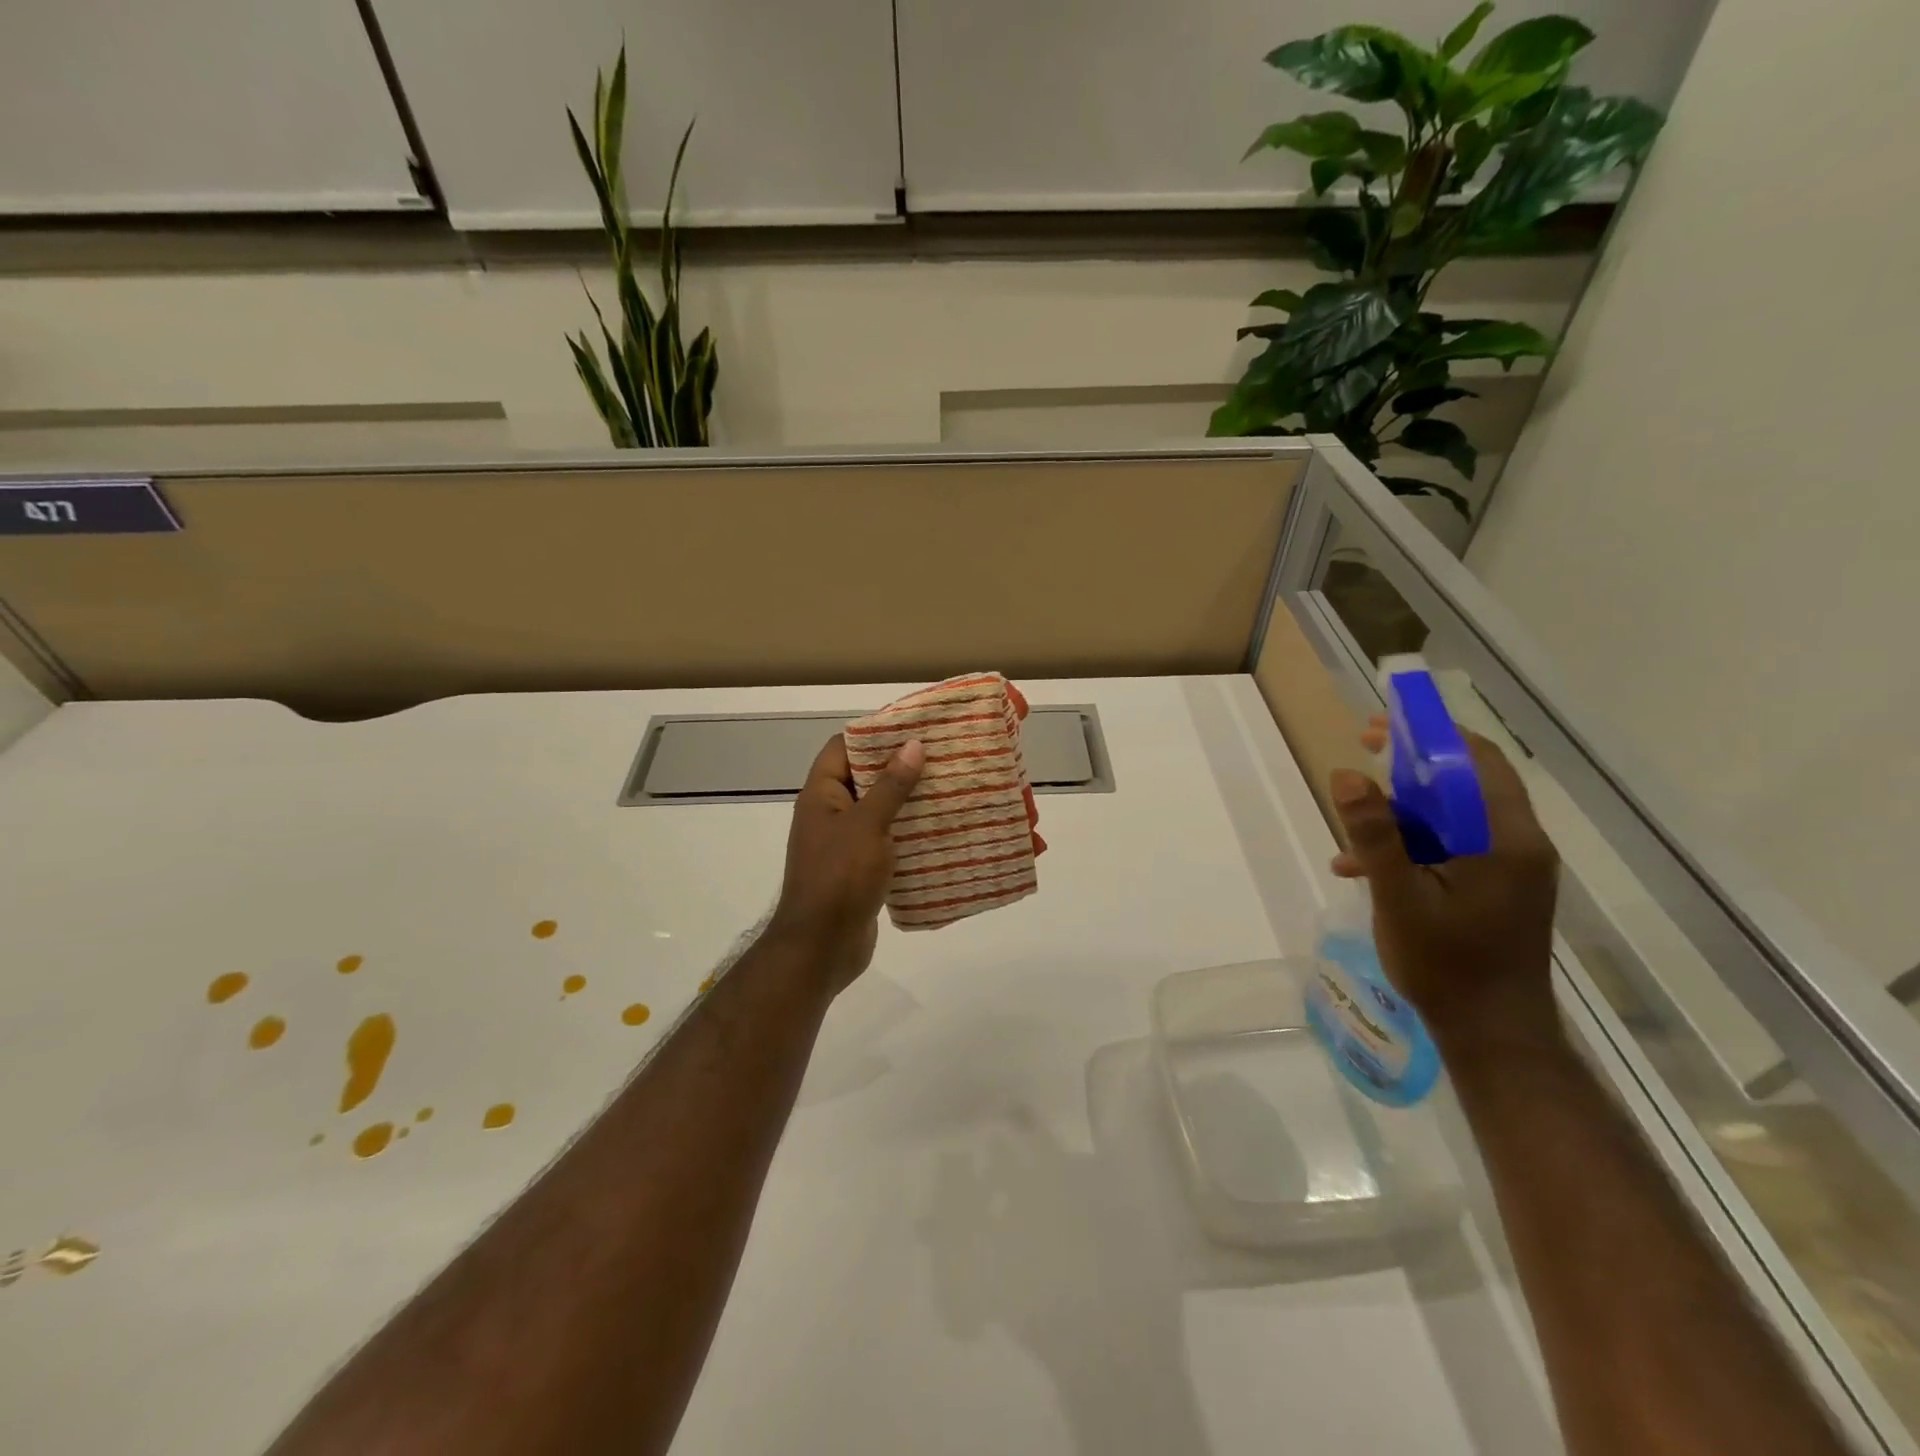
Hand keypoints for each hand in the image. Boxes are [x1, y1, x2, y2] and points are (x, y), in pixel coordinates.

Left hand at [766, 733, 924, 995]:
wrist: (821, 949)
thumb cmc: (839, 878)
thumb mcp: (867, 825)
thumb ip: (891, 785)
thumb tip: (912, 744)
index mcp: (821, 796)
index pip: (842, 748)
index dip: (873, 733)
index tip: (912, 726)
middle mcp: (830, 815)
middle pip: (864, 778)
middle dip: (899, 767)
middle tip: (941, 756)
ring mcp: (844, 845)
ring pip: (879, 812)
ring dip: (908, 802)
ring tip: (949, 788)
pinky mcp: (860, 871)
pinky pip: (886, 842)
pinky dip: (908, 835)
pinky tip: (941, 831)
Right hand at [1329, 717, 1561, 1048]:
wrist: (1492, 1034)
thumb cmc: (1446, 965)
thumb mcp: (1399, 896)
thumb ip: (1375, 834)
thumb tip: (1347, 774)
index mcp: (1506, 840)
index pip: (1477, 760)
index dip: (1428, 735)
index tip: (1378, 730)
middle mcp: (1518, 844)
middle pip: (1464, 784)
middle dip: (1407, 771)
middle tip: (1360, 762)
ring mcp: (1510, 868)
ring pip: (1453, 817)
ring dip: (1401, 817)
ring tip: (1350, 837)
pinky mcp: (1497, 888)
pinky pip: (1452, 847)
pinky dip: (1411, 847)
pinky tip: (1363, 871)